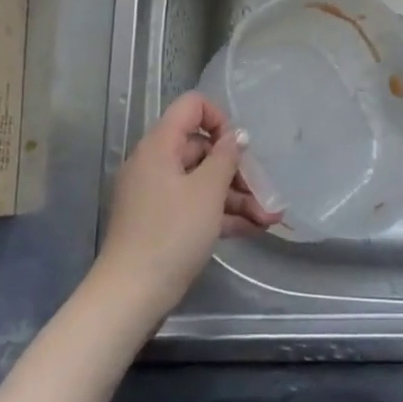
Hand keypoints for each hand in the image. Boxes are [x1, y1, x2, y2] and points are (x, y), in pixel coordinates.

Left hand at [94, 92, 280, 314]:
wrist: (131, 294)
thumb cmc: (171, 234)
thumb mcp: (207, 192)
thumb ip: (226, 158)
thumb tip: (236, 136)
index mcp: (160, 146)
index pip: (191, 107)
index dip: (219, 119)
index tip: (239, 148)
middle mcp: (155, 163)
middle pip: (202, 150)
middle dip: (239, 171)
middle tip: (267, 194)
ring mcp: (157, 194)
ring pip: (203, 182)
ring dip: (238, 197)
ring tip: (270, 219)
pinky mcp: (161, 222)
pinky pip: (196, 206)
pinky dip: (221, 214)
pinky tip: (253, 229)